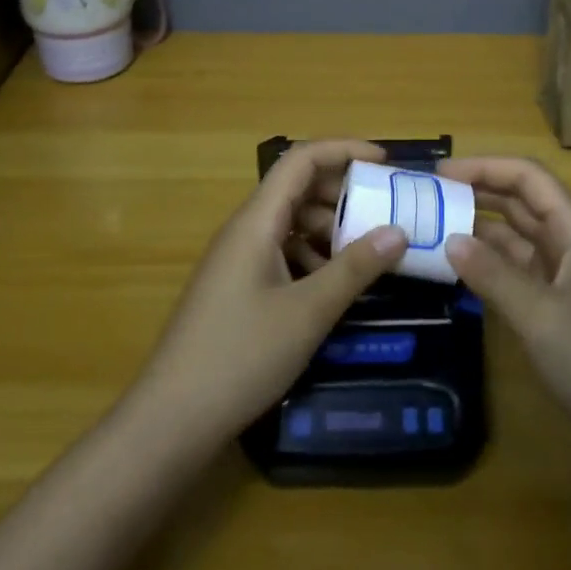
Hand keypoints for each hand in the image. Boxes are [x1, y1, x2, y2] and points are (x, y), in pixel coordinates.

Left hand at [135, 140, 407, 444]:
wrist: (171, 419)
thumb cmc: (241, 356)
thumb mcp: (308, 312)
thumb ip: (355, 268)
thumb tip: (398, 231)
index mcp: (256, 221)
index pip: (301, 160)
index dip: (344, 150)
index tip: (386, 163)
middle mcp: (245, 230)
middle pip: (297, 188)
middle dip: (344, 192)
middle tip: (387, 210)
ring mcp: (238, 260)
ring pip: (291, 223)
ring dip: (330, 228)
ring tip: (369, 251)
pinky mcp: (237, 287)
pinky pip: (282, 252)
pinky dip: (313, 256)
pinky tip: (334, 285)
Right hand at [440, 156, 570, 445]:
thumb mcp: (542, 316)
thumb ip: (494, 276)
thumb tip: (450, 240)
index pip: (529, 179)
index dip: (486, 167)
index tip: (441, 172)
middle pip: (521, 204)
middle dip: (477, 193)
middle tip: (428, 199)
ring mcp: (565, 280)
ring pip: (517, 240)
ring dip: (479, 232)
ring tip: (433, 231)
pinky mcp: (558, 311)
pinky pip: (517, 275)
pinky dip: (489, 267)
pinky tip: (458, 272)